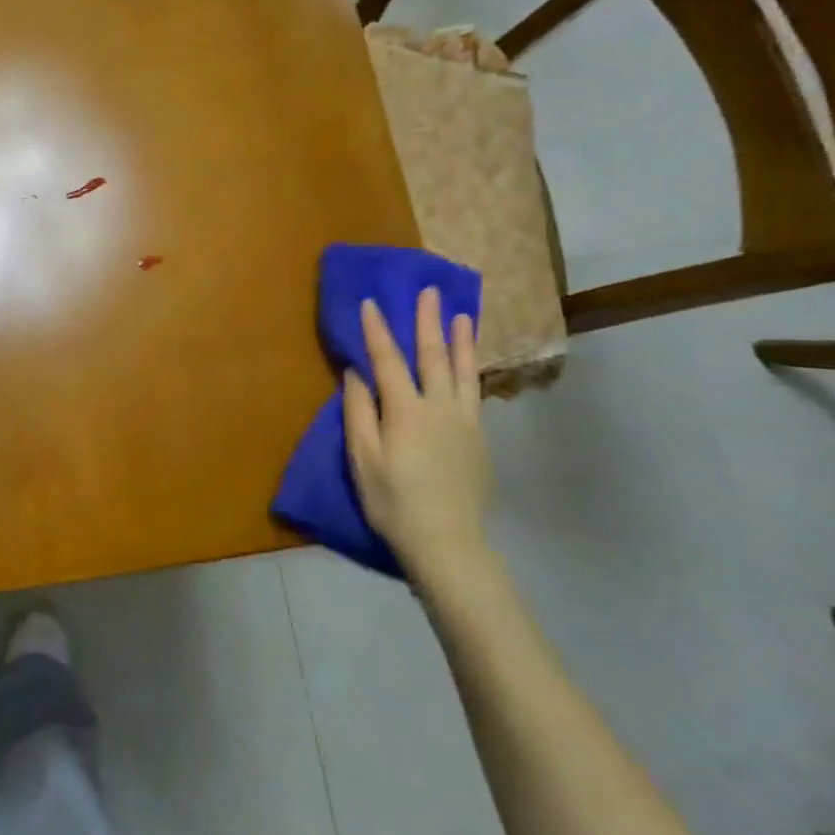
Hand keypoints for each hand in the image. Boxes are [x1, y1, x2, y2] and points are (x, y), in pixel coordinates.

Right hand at [343, 288, 492, 580]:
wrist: (447, 543)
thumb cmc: (393, 502)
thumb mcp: (363, 460)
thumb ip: (359, 412)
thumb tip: (356, 373)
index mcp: (406, 411)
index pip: (388, 361)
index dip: (377, 330)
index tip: (371, 302)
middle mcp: (439, 407)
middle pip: (432, 356)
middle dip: (427, 322)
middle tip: (429, 292)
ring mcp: (465, 422)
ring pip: (463, 372)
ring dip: (460, 341)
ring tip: (461, 315)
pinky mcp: (479, 439)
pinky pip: (473, 394)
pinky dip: (471, 371)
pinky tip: (469, 366)